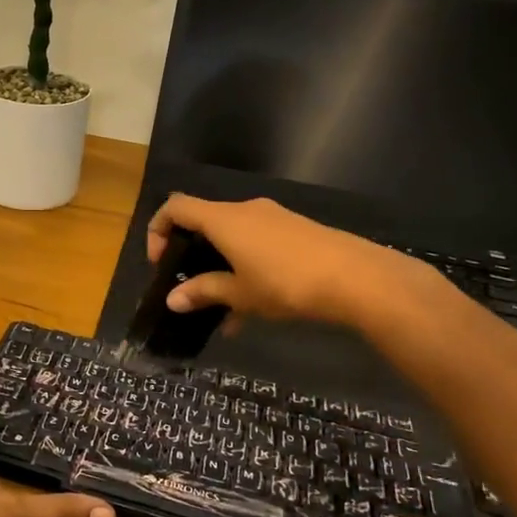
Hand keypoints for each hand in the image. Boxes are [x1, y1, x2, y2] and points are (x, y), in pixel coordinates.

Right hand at [146, 194, 446, 328]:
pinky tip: (255, 309)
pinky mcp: (296, 231)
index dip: (158, 229)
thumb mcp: (240, 294)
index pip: (176, 207)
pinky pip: (257, 244)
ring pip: (233, 237)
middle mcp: (245, 210)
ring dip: (221, 267)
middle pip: (205, 221)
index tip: (159, 263)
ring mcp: (273, 218)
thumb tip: (172, 300)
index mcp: (223, 219)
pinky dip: (246, 268)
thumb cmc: (287, 283)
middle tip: (190, 286)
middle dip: (191, 254)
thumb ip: (204, 292)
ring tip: (223, 310)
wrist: (358, 278)